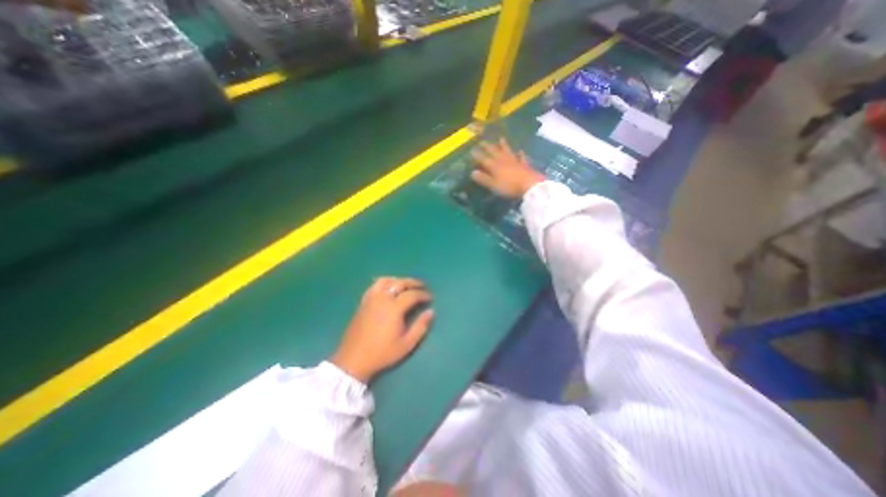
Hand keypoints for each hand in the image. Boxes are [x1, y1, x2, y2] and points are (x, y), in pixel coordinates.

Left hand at [331, 277, 435, 382]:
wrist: (353, 360)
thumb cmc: (382, 353)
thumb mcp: (406, 344)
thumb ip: (420, 326)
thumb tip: (431, 312)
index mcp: (394, 308)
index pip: (412, 295)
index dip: (423, 294)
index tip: (431, 298)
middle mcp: (382, 299)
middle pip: (399, 283)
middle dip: (413, 283)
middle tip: (422, 286)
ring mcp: (371, 299)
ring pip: (385, 281)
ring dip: (398, 280)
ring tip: (405, 284)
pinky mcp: (363, 303)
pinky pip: (374, 286)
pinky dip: (384, 283)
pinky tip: (387, 288)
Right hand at [473, 138, 542, 196]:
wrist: (529, 185)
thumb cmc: (509, 186)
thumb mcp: (493, 185)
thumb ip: (483, 178)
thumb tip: (472, 172)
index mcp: (495, 166)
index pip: (484, 159)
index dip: (477, 155)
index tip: (471, 150)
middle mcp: (504, 161)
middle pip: (494, 152)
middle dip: (487, 147)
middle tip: (482, 141)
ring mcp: (515, 161)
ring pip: (507, 151)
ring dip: (503, 145)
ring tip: (500, 139)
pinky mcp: (525, 165)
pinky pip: (521, 158)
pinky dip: (520, 154)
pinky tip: (520, 151)